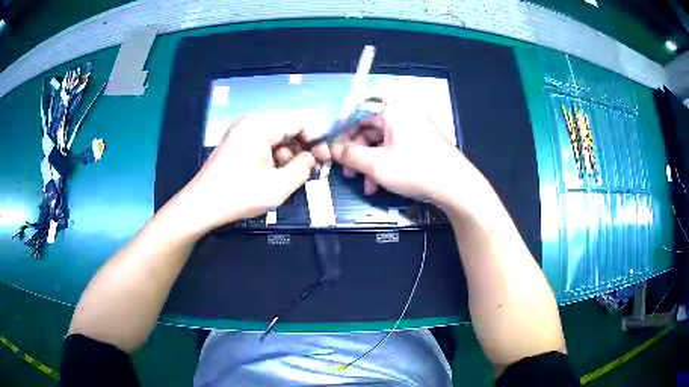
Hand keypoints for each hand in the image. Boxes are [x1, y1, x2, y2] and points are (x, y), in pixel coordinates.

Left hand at [179, 114, 328, 231]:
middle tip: (304, 175)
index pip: (299, 122)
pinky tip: (269, 179)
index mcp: (260, 125)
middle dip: (298, 152)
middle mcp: (250, 123)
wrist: (201, 206)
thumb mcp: (279, 185)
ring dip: (284, 160)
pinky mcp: (235, 145)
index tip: (324, 160)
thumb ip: (303, 168)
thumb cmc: (239, 195)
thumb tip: (311, 157)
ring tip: (282, 181)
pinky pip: (262, 147)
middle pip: (286, 131)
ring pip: (275, 141)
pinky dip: (271, 161)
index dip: (315, 140)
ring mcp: (240, 133)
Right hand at [331, 104, 465, 207]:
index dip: (342, 136)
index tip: (333, 154)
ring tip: (368, 187)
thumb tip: (326, 149)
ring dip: (370, 165)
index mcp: (392, 111)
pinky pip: (396, 150)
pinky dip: (386, 165)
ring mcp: (415, 129)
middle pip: (370, 132)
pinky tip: (382, 185)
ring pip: (382, 144)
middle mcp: (403, 115)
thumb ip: (348, 155)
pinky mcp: (423, 144)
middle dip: (357, 156)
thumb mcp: (376, 164)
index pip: (357, 117)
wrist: (456, 186)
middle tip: (349, 174)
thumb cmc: (414, 170)